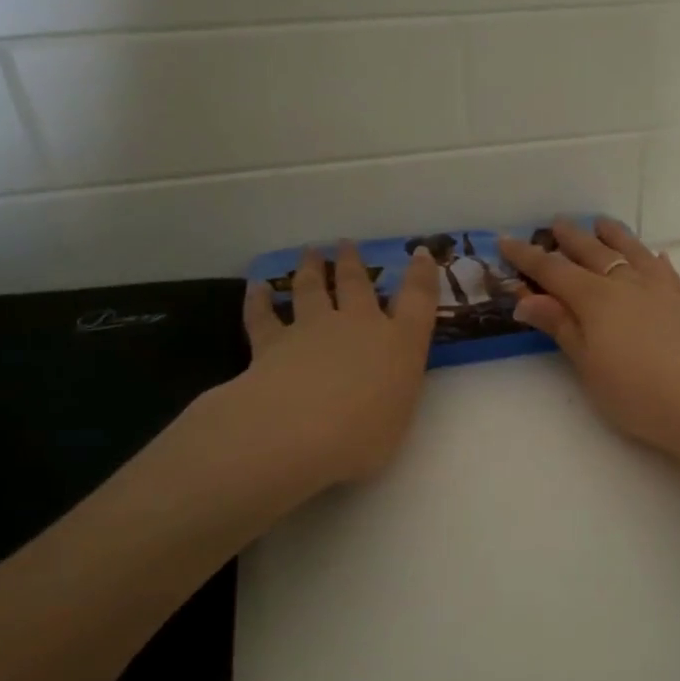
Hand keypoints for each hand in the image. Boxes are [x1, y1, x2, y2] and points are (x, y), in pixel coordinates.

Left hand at [165, 242, 439, 530]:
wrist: (296, 431)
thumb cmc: (363, 435)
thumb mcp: (397, 419)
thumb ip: (391, 397)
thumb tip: (381, 392)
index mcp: (399, 344)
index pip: (418, 300)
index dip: (422, 275)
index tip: (422, 254)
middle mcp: (359, 326)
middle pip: (358, 284)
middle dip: (354, 263)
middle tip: (347, 244)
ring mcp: (313, 329)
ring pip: (311, 289)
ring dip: (311, 269)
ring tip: (310, 252)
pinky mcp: (271, 343)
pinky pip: (263, 316)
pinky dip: (259, 300)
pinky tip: (257, 288)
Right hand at [499, 219, 679, 462]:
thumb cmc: (635, 392)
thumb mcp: (588, 364)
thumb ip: (561, 326)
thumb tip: (527, 300)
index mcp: (596, 299)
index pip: (554, 271)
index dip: (528, 256)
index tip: (506, 240)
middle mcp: (627, 284)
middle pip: (593, 253)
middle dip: (571, 238)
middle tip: (557, 224)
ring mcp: (661, 289)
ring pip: (633, 252)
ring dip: (614, 236)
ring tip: (601, 224)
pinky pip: (666, 270)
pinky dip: (654, 259)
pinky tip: (655, 256)